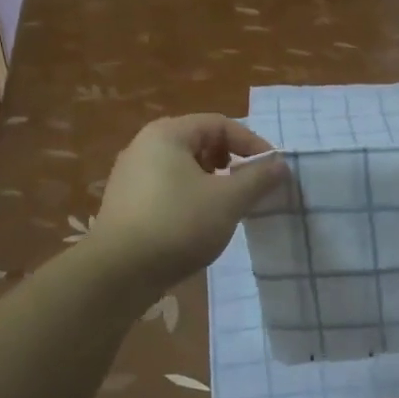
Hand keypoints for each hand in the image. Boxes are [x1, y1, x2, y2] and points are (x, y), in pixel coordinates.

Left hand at [90, 115, 287, 287]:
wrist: (118, 273)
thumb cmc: (178, 224)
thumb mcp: (228, 200)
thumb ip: (258, 179)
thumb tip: (280, 165)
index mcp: (167, 134)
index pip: (220, 124)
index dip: (251, 143)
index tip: (272, 170)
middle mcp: (144, 146)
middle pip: (200, 142)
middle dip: (231, 161)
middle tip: (249, 187)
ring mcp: (130, 175)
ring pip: (183, 167)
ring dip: (211, 181)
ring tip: (227, 206)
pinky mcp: (125, 203)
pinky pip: (167, 187)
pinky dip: (190, 197)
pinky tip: (199, 223)